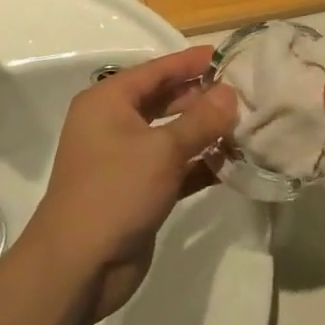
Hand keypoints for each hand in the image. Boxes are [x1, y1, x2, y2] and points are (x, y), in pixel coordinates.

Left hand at [20, 47, 237, 322]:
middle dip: (203, 97)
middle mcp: (115, 124)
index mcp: (108, 101)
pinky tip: (234, 161)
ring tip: (246, 124)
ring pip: (173, 134)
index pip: (157, 69)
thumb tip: (231, 93)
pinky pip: (176, 166)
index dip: (192, 61)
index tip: (229, 55)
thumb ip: (201, 120)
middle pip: (166, 99)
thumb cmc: (116, 191)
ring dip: (206, 131)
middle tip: (245, 91)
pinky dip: (201, 163)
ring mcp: (126, 159)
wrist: (78, 268)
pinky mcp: (140, 190)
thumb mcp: (163, 150)